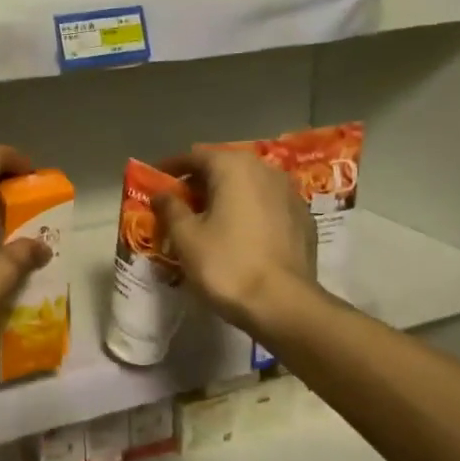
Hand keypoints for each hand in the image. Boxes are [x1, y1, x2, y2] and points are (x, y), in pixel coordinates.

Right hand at [155, 147, 315, 330]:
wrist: (284, 304)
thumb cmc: (227, 264)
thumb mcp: (185, 237)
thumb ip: (170, 208)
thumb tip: (162, 194)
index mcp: (234, 167)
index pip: (195, 156)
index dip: (172, 167)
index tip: (156, 180)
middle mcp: (266, 170)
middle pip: (224, 168)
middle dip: (200, 183)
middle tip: (179, 203)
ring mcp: (290, 193)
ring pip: (248, 186)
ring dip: (226, 196)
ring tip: (208, 219)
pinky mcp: (304, 219)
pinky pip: (267, 205)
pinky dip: (249, 211)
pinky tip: (238, 234)